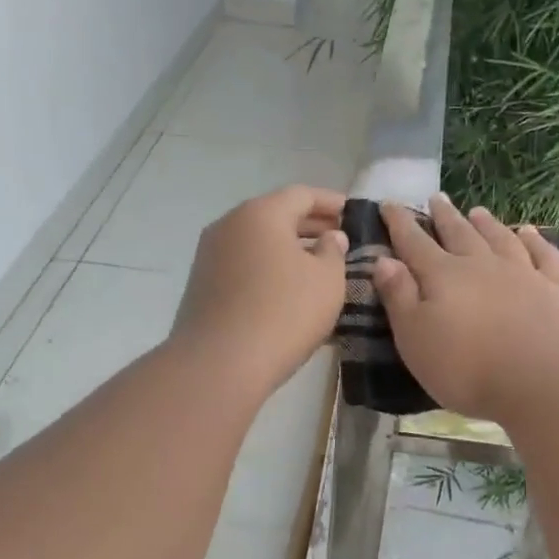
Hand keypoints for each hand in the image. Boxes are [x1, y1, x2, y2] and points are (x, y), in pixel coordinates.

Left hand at [170, 186, 348, 399]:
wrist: (220, 363)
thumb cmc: (284, 313)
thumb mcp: (327, 280)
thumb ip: (334, 251)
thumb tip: (331, 237)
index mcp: (261, 213)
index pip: (302, 194)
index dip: (332, 203)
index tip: (355, 215)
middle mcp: (230, 224)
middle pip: (277, 215)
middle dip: (311, 226)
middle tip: (342, 241)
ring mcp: (211, 255)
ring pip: (259, 243)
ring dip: (290, 250)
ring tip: (320, 269)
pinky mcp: (203, 285)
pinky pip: (245, 266)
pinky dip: (270, 269)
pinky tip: (289, 291)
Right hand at [372, 194, 558, 420]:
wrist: (542, 379)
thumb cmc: (467, 367)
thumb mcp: (415, 338)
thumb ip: (399, 297)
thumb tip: (384, 260)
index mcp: (443, 276)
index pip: (414, 242)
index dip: (399, 223)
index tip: (388, 204)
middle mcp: (482, 265)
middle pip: (459, 233)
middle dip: (444, 216)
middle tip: (436, 198)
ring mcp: (523, 273)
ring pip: (500, 239)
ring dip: (487, 224)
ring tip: (477, 211)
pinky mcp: (555, 289)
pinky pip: (543, 255)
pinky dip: (535, 241)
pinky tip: (529, 233)